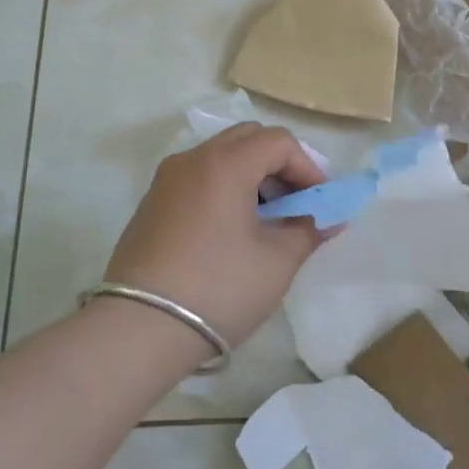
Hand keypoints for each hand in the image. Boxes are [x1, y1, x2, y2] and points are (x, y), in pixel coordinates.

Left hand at [102, 122, 325, 350]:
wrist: (139, 329)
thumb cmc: (219, 288)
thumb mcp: (277, 261)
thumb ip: (309, 230)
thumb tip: (329, 219)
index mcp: (226, 163)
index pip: (279, 142)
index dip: (308, 167)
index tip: (319, 202)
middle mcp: (193, 159)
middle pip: (247, 138)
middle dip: (279, 165)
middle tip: (295, 203)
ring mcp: (166, 180)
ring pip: (220, 156)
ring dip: (251, 176)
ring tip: (266, 220)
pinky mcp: (152, 203)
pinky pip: (198, 178)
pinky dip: (223, 188)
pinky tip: (231, 230)